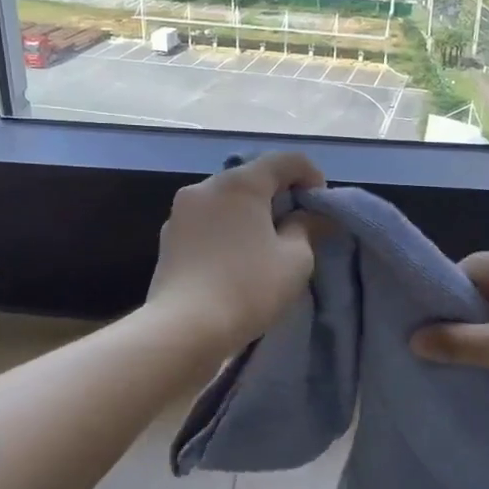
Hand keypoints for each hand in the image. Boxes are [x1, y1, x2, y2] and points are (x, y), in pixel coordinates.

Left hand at [145, 151, 324, 361]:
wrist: (184, 328)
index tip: (321, 208)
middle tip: (297, 228)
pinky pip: (207, 223)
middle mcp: (206, 187)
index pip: (286, 160)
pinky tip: (234, 261)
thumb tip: (313, 216)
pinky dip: (226, 232)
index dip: (311, 177)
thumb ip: (308, 228)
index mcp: (240, 183)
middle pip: (252, 178)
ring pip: (226, 201)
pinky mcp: (167, 239)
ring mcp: (180, 212)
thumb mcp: (295, 260)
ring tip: (264, 247)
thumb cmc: (248, 288)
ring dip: (249, 215)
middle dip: (278, 196)